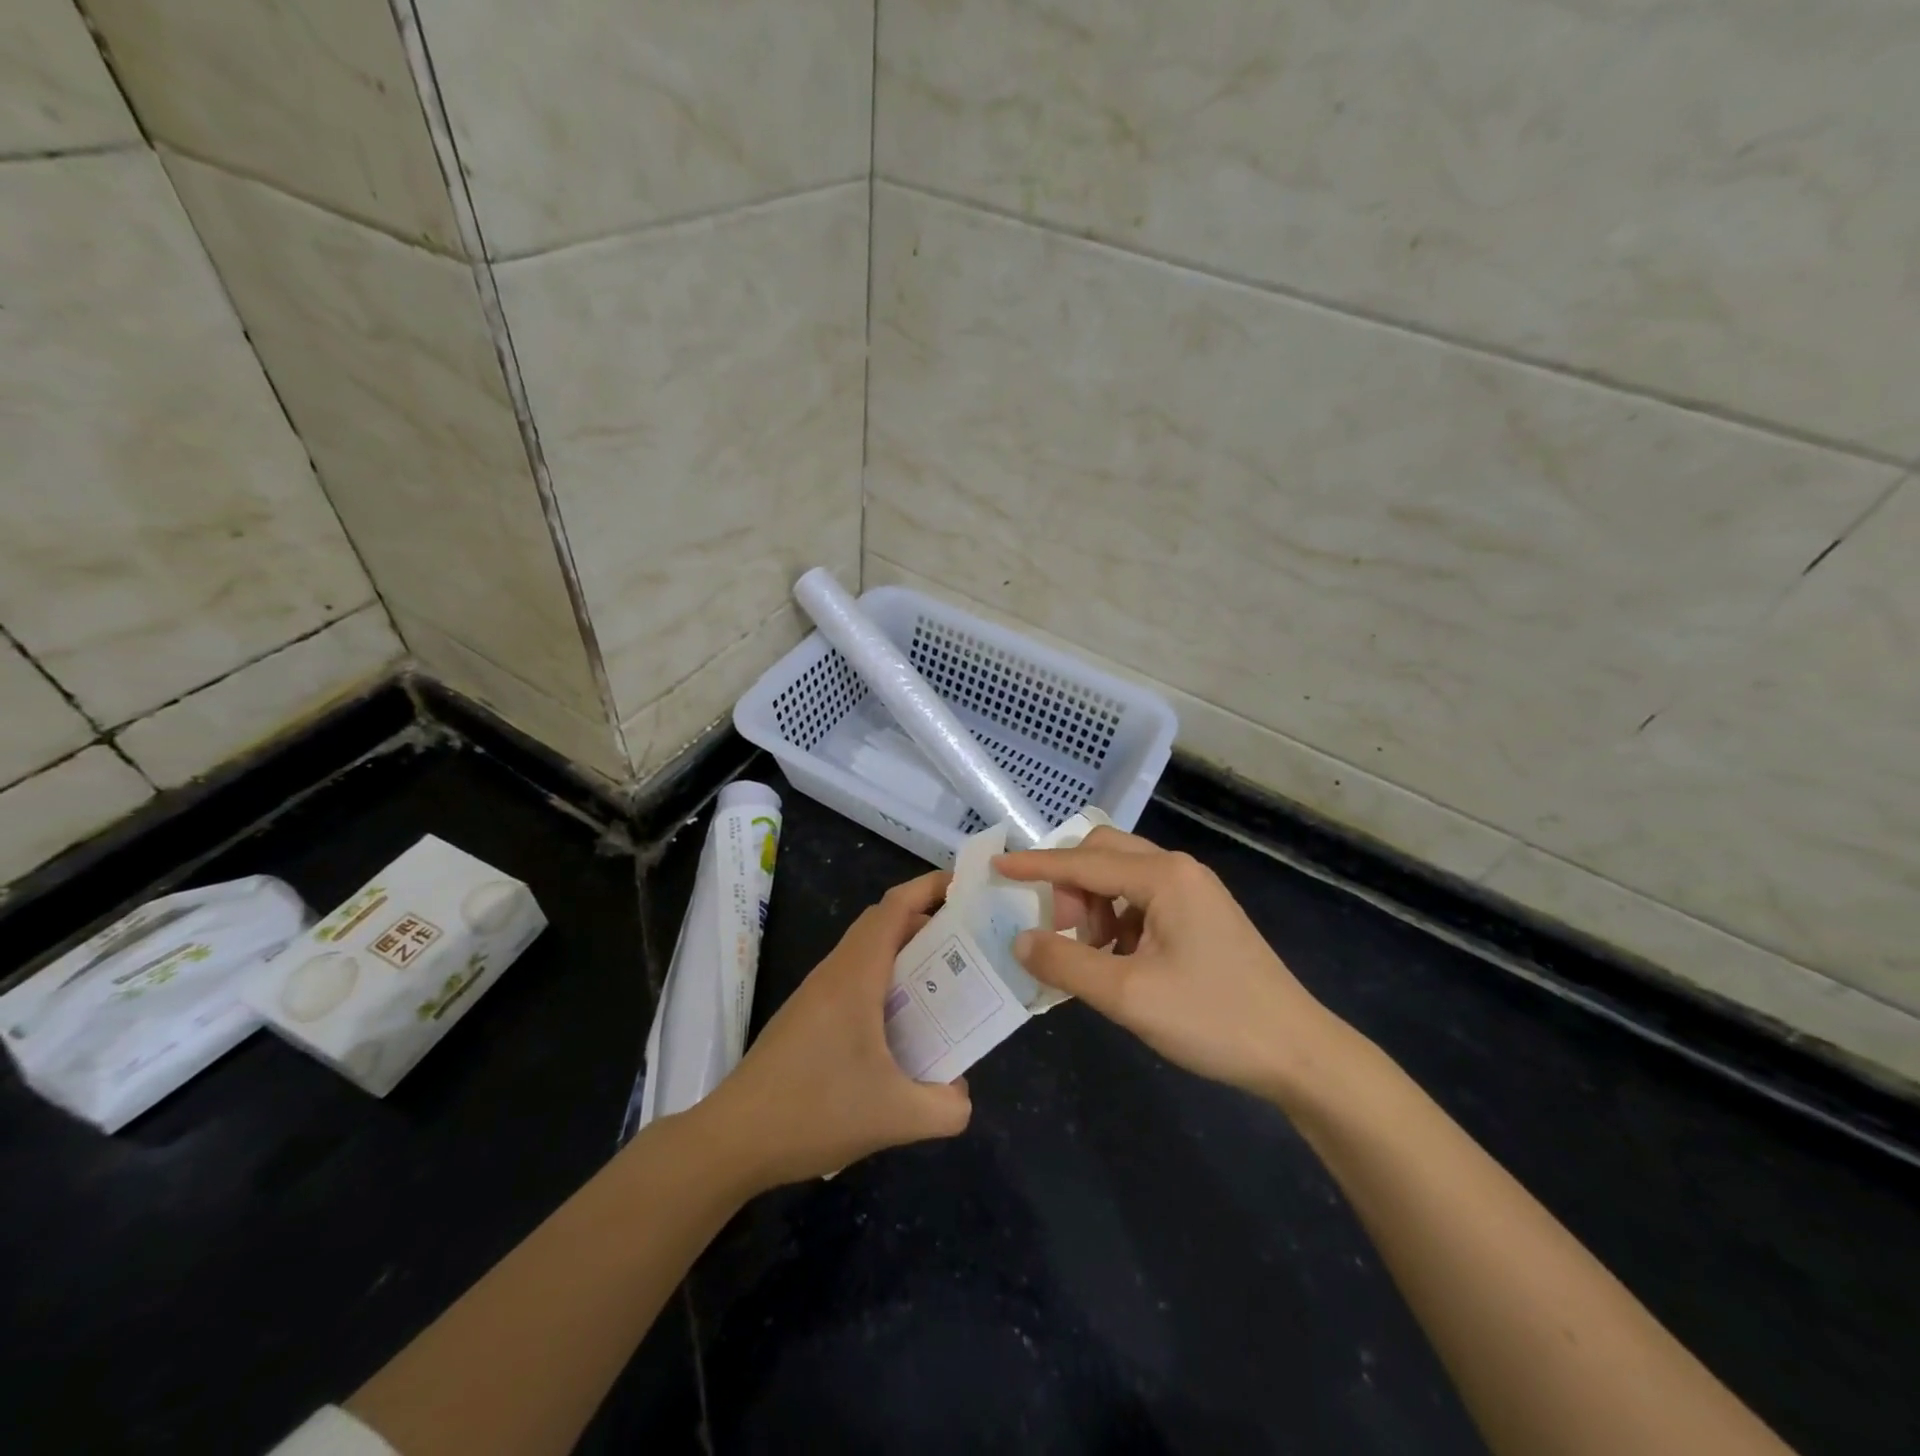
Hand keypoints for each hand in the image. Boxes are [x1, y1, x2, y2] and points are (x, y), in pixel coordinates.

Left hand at [695, 871, 972, 1189]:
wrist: (733, 1139)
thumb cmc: (814, 1111)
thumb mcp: (895, 1117)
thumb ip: (945, 1107)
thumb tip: (961, 1094)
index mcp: (856, 975)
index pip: (895, 907)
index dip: (930, 887)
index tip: (968, 888)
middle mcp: (835, 972)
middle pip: (883, 922)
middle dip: (926, 919)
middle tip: (967, 940)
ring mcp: (816, 993)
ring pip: (866, 950)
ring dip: (904, 952)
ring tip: (942, 979)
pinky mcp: (806, 1016)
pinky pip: (853, 977)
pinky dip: (884, 979)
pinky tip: (900, 1023)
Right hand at [996, 828, 1346, 1106]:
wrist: (1299, 1054)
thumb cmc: (1213, 1019)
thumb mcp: (1128, 995)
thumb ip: (1066, 962)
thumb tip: (1020, 939)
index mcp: (1163, 877)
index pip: (1082, 862)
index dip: (1034, 866)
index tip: (995, 868)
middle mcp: (1178, 870)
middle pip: (1103, 855)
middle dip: (1070, 886)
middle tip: (1060, 931)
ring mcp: (1194, 892)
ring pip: (1122, 878)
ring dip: (1094, 906)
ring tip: (1092, 955)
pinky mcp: (1201, 916)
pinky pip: (1142, 900)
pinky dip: (1117, 920)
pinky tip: (1119, 962)